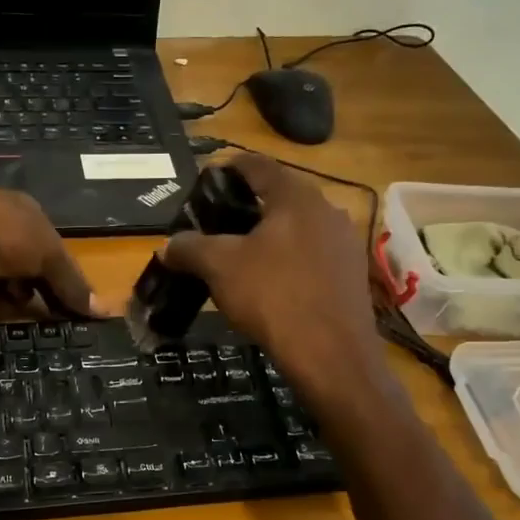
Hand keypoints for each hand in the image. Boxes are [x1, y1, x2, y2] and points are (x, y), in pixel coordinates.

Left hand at [0, 187, 100, 317]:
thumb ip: (72, 282)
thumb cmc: (2, 236)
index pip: (53, 242)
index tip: (72, 300)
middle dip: (40, 285)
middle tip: (52, 314)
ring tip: (27, 314)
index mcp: (24, 207)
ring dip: (16, 293)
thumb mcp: (48, 256)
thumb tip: (103, 310)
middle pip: (29, 259)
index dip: (64, 271)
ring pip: (4, 273)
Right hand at [161, 154, 388, 409]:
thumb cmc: (273, 297)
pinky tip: (271, 283)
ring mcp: (344, 243)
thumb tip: (168, 245)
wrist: (332, 354)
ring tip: (240, 256)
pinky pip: (312, 255)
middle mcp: (326, 210)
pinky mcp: (351, 274)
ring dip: (269, 235)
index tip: (207, 179)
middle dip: (246, 206)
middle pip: (279, 196)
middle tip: (217, 223)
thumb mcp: (220, 268)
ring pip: (297, 228)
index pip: (257, 165)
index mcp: (295, 196)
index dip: (228, 167)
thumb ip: (190, 248)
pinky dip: (288, 259)